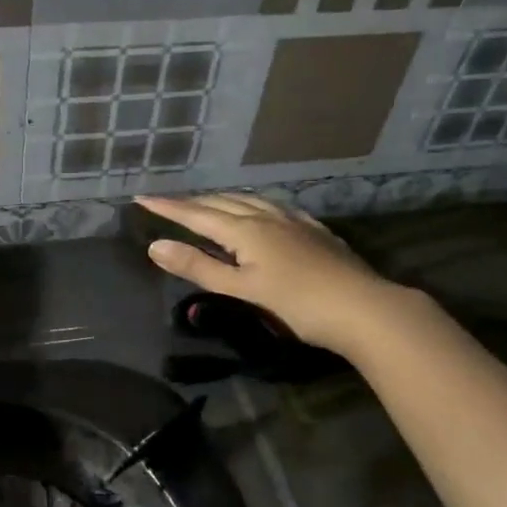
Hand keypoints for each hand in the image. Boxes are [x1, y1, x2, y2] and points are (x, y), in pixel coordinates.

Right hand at [134, 193, 396, 352]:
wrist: (364, 308)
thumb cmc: (297, 304)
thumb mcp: (241, 289)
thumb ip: (198, 267)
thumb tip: (155, 246)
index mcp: (245, 230)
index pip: (197, 214)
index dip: (168, 208)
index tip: (141, 198)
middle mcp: (267, 217)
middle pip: (222, 202)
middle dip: (192, 201)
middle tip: (169, 201)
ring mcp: (294, 221)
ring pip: (251, 200)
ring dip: (223, 199)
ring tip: (209, 201)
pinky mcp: (315, 231)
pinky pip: (275, 207)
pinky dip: (255, 205)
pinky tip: (263, 211)